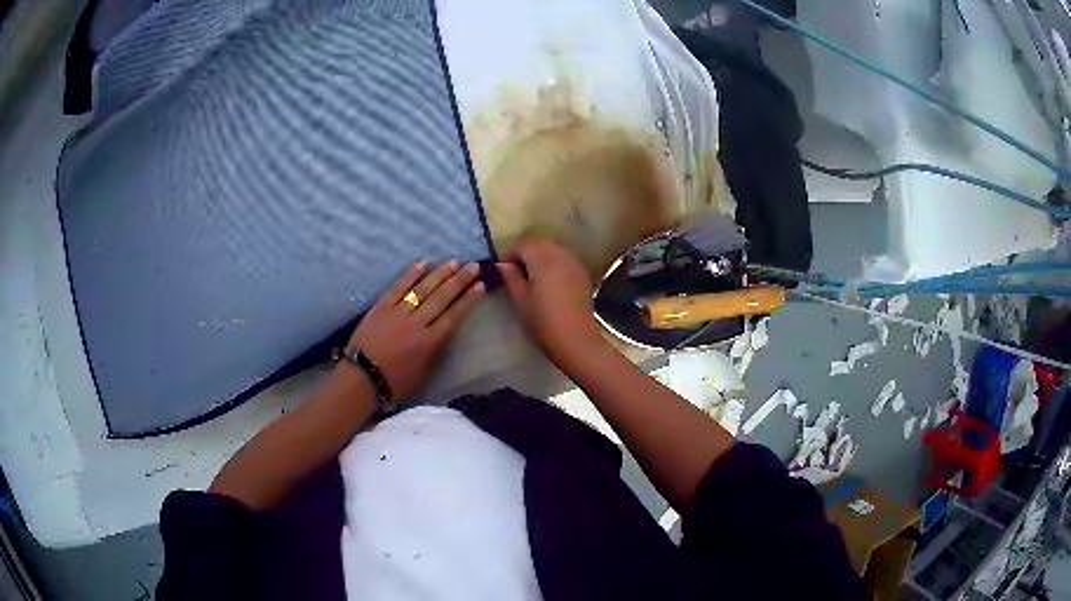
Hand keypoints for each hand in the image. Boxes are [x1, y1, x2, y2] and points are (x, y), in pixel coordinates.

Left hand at [348, 260, 484, 399]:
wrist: (362, 378)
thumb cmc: (394, 382)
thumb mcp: (423, 372)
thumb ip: (435, 351)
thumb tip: (444, 333)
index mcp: (430, 342)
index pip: (453, 315)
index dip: (467, 299)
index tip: (480, 285)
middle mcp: (417, 324)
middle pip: (441, 298)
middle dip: (459, 281)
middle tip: (473, 265)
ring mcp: (398, 313)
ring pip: (422, 289)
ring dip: (439, 274)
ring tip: (454, 261)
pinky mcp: (381, 307)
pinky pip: (398, 287)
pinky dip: (410, 275)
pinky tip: (423, 263)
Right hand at [498, 236, 606, 367]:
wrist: (576, 339)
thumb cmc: (543, 321)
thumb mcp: (521, 300)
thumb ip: (511, 277)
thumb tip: (503, 264)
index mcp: (543, 259)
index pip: (522, 243)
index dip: (509, 253)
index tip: (502, 268)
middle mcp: (560, 254)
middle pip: (539, 242)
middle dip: (525, 251)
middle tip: (514, 270)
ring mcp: (574, 263)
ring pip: (553, 248)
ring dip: (540, 255)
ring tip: (530, 275)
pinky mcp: (582, 273)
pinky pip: (564, 258)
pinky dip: (553, 262)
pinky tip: (548, 280)